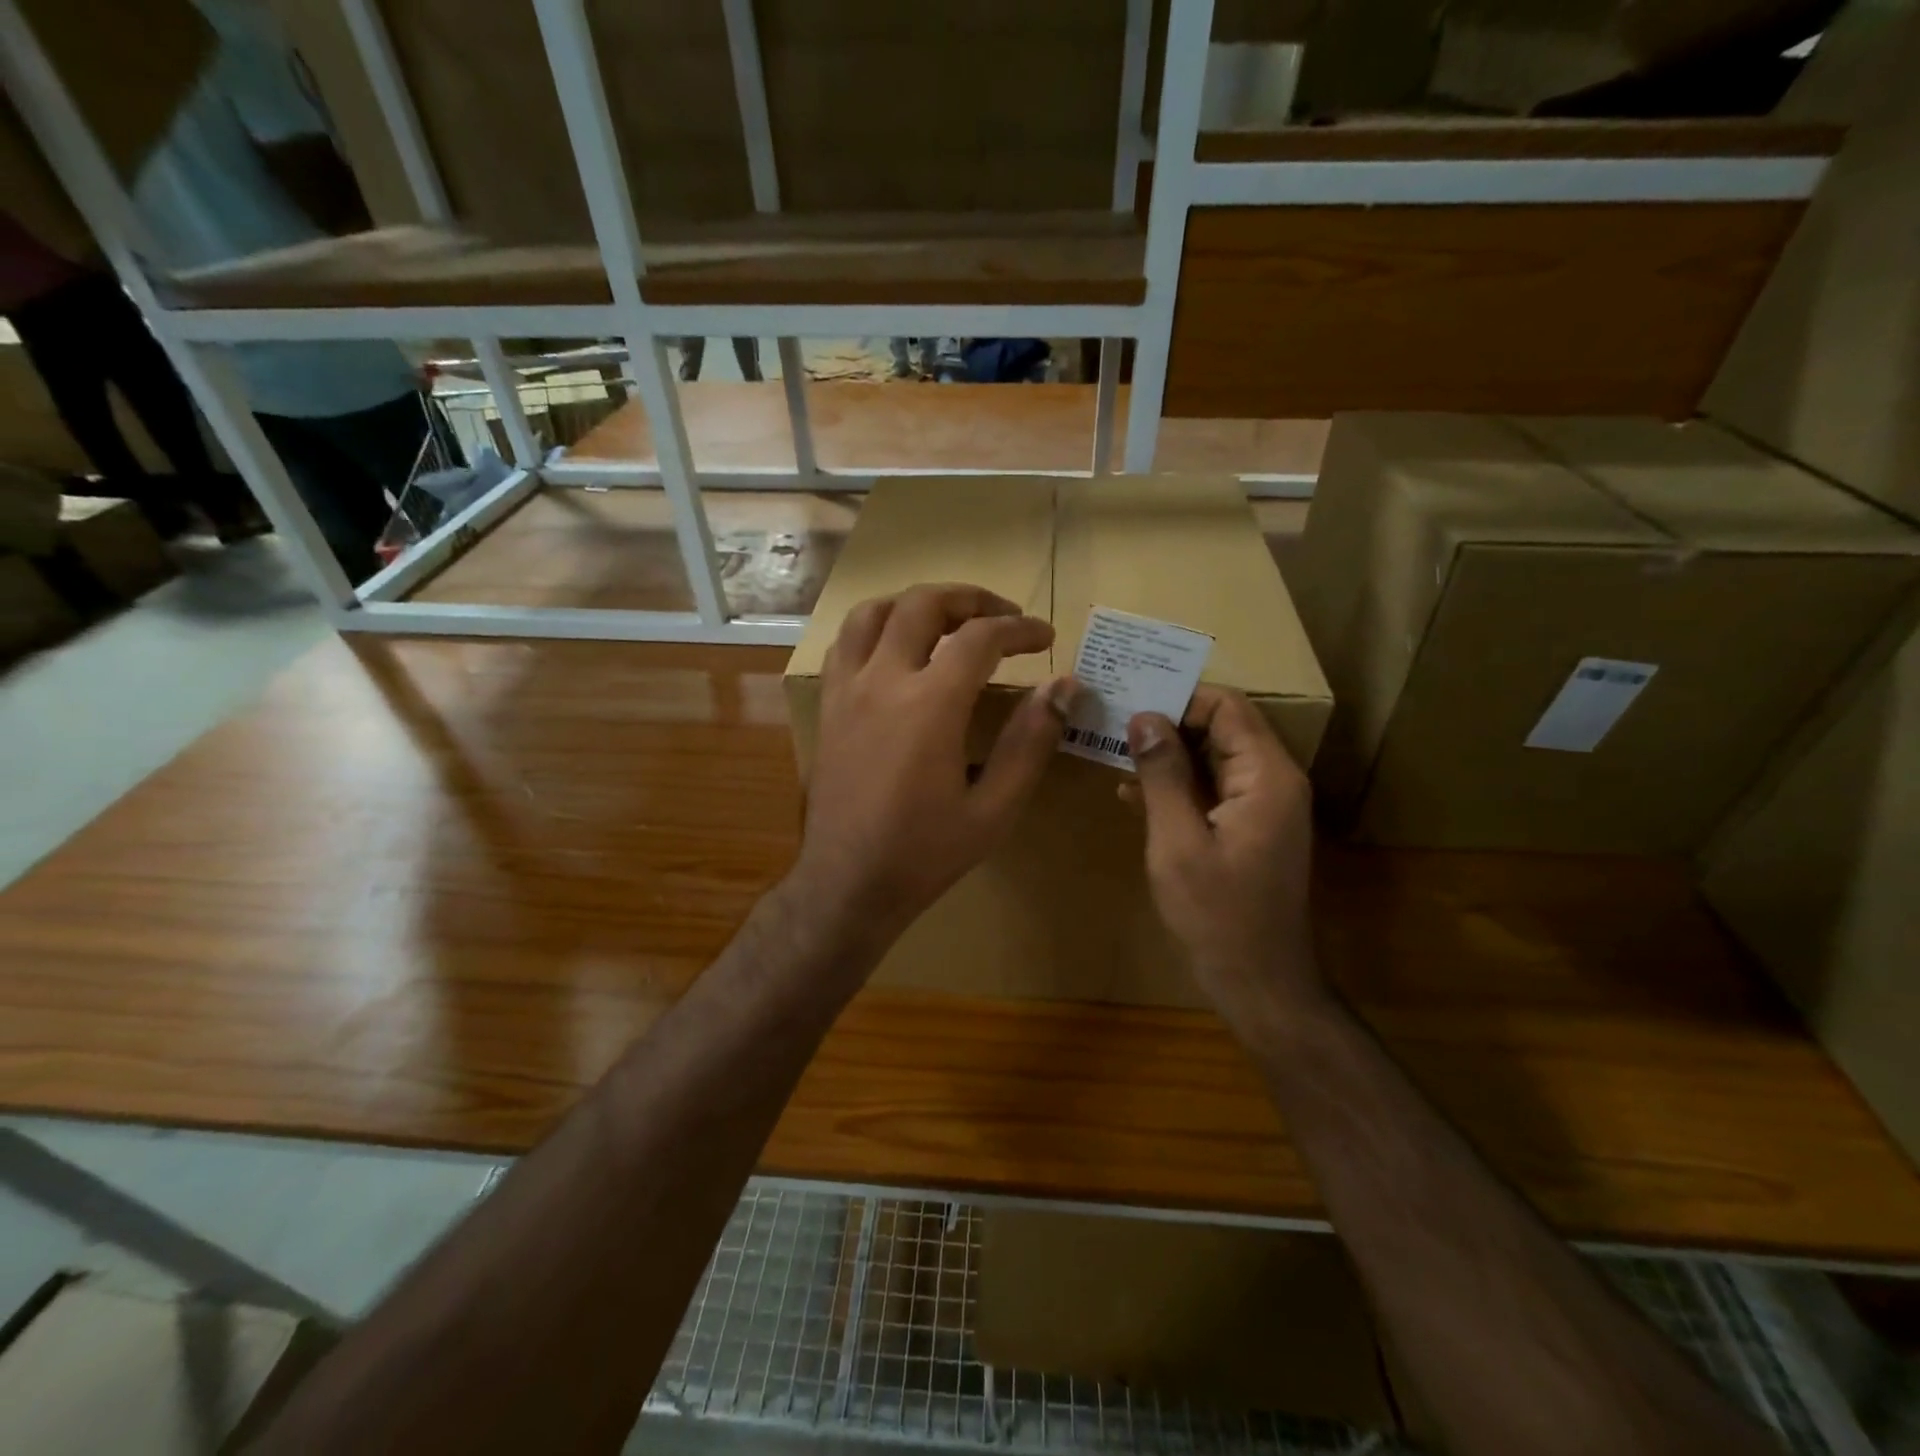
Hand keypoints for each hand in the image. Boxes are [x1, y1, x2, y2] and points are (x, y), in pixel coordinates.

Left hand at [793, 583, 1077, 949]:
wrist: (847, 884)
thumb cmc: (925, 853)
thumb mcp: (994, 809)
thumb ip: (1030, 743)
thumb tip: (1064, 688)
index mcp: (930, 705)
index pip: (980, 637)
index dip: (1019, 629)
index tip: (1044, 637)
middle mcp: (882, 682)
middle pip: (923, 604)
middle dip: (970, 598)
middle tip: (1002, 614)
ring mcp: (846, 690)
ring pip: (873, 612)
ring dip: (916, 603)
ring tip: (948, 620)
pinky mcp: (827, 707)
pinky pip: (845, 643)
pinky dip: (877, 628)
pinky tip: (897, 650)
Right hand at [1126, 687, 1324, 1035]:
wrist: (1259, 982)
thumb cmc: (1217, 913)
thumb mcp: (1177, 841)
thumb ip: (1162, 774)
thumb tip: (1144, 716)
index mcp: (1266, 776)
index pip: (1227, 707)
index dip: (1180, 698)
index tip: (1130, 701)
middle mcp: (1272, 781)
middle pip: (1222, 728)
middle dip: (1168, 722)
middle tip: (1113, 721)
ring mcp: (1263, 807)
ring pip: (1213, 758)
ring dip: (1167, 755)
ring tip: (1113, 751)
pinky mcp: (1248, 829)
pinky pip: (1212, 789)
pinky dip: (1177, 785)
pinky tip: (1133, 795)